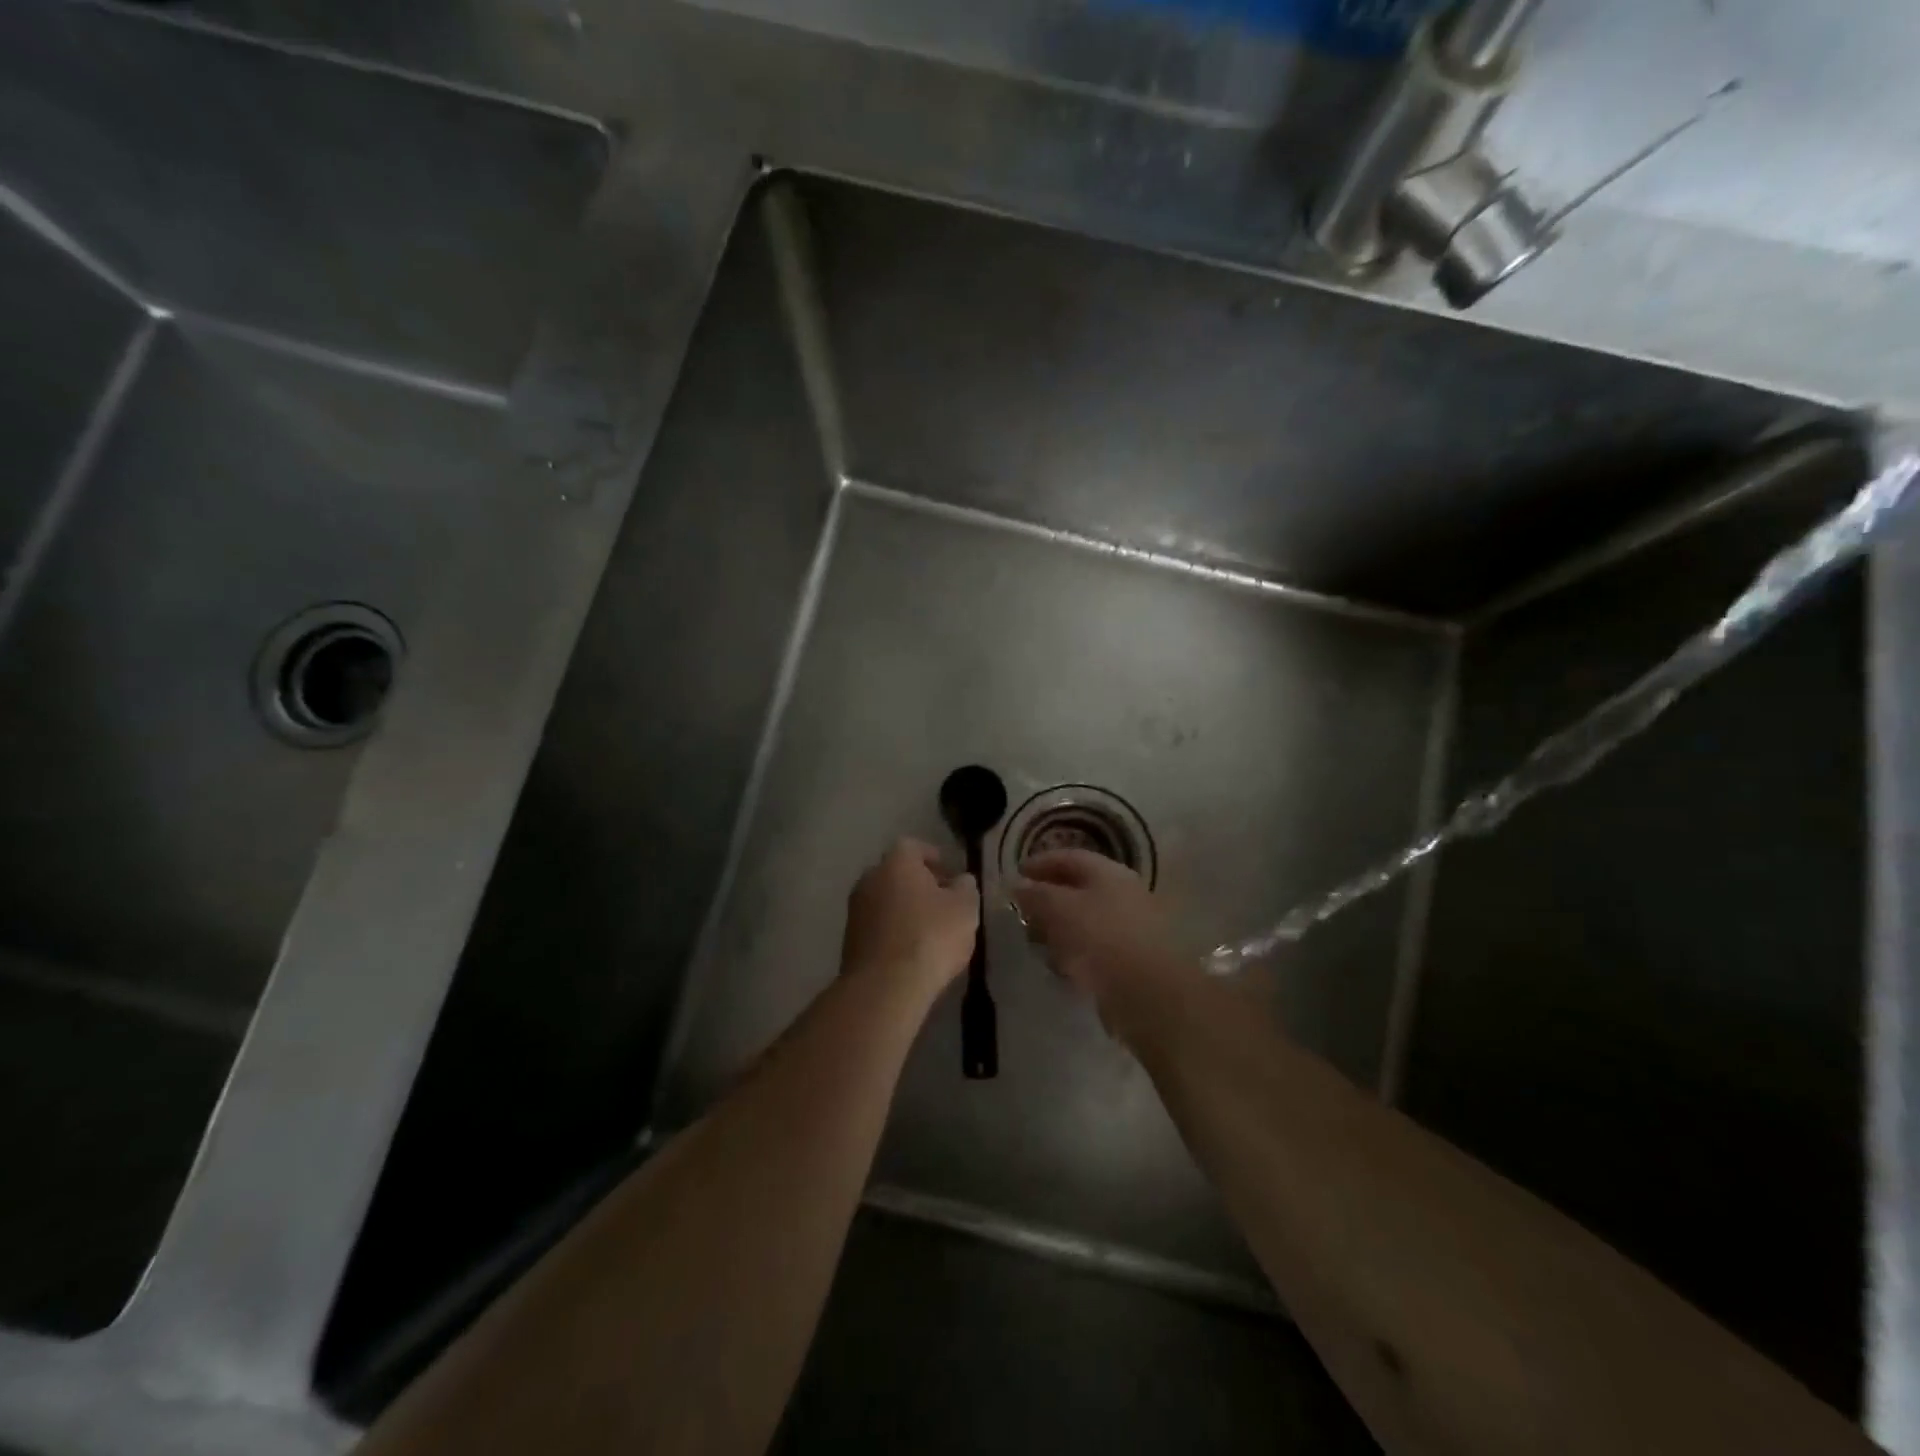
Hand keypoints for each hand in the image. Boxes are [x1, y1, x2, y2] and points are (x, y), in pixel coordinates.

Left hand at [841, 839, 979, 999]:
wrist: (884, 987)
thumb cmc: (930, 937)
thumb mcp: (965, 908)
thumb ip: (965, 888)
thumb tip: (961, 880)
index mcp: (896, 862)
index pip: (914, 847)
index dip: (934, 858)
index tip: (951, 876)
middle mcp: (869, 879)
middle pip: (897, 873)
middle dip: (920, 885)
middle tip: (944, 903)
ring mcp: (855, 910)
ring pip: (885, 901)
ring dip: (905, 910)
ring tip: (931, 931)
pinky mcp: (849, 940)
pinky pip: (877, 926)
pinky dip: (893, 931)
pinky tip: (911, 951)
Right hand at [1011, 850, 1192, 1039]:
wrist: (1151, 995)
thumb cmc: (1101, 940)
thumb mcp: (1059, 909)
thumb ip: (1035, 894)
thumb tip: (1019, 885)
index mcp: (1108, 873)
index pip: (1068, 857)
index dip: (1039, 863)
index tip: (1015, 874)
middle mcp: (1123, 893)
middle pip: (1077, 889)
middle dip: (1047, 899)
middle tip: (1022, 912)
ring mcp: (1131, 927)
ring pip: (1085, 921)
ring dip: (1059, 929)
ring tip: (1037, 944)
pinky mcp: (1132, 960)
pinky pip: (1095, 948)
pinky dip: (1075, 953)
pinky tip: (1061, 968)